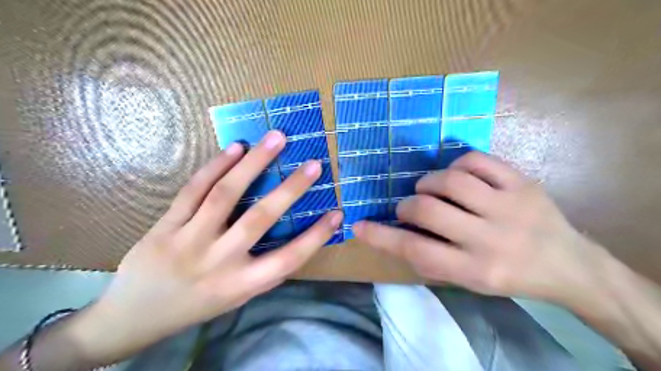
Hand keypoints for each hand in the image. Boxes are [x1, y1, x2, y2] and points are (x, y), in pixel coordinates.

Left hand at [67, 130, 342, 364]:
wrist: (134, 316)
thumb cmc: (198, 305)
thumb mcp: (237, 297)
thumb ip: (264, 271)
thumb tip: (297, 241)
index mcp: (241, 284)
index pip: (288, 258)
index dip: (316, 236)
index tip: (338, 213)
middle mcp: (218, 262)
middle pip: (259, 219)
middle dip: (291, 189)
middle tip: (314, 164)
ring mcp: (188, 241)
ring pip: (225, 195)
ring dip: (254, 163)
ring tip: (276, 139)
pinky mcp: (165, 226)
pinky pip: (193, 191)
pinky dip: (216, 166)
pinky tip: (236, 148)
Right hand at [356, 151, 603, 304]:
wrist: (568, 265)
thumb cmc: (508, 277)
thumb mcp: (467, 281)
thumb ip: (430, 259)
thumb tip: (395, 232)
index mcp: (474, 269)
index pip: (415, 250)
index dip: (381, 237)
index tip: (358, 226)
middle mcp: (489, 238)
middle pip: (428, 209)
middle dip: (407, 205)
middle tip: (408, 207)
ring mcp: (508, 206)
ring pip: (450, 180)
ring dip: (428, 182)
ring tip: (430, 189)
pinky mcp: (522, 183)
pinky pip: (476, 160)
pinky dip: (456, 164)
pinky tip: (457, 175)